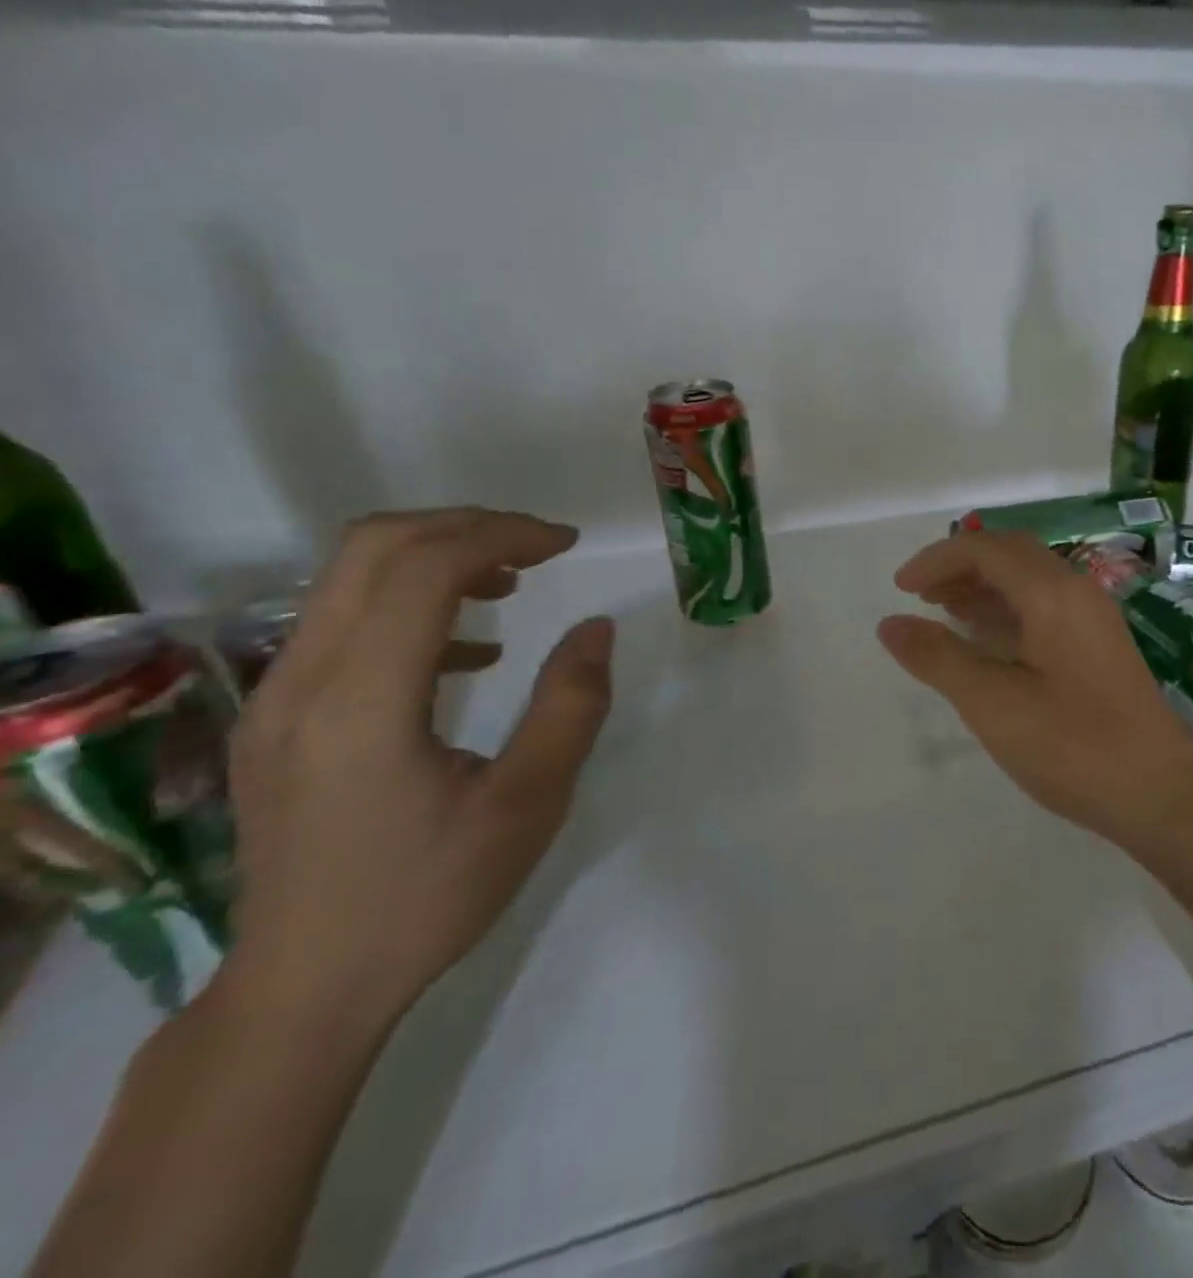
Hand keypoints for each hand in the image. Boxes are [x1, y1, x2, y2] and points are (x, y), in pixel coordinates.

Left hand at [221, 509, 613, 1028]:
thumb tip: (596, 627)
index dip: (502, 534)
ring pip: (347, 577)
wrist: (306, 987)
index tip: (568, 545)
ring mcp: (274, 699)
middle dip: (465, 527)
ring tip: (510, 584)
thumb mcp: (527, 804)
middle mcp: (300, 681)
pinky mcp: (275, 719)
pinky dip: (408, 604)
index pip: (423, 568)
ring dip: (435, 558)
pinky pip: (340, 623)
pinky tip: (468, 653)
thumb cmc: (429, 895)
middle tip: (540, 547)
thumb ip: (570, 707)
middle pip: (370, 547)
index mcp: (361, 701)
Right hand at [877, 531, 1192, 847]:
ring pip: (1031, 579)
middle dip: (961, 566)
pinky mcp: (1103, 645)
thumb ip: (938, 658)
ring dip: (985, 586)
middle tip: (921, 596)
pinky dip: (1009, 609)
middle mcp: (1078, 591)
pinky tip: (991, 641)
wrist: (1159, 794)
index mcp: (1052, 593)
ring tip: (946, 613)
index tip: (901, 589)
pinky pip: (1047, 605)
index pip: (985, 548)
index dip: (937, 560)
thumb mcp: (992, 703)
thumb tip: (890, 623)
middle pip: (1011, 554)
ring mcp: (1096, 618)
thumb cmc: (1072, 746)